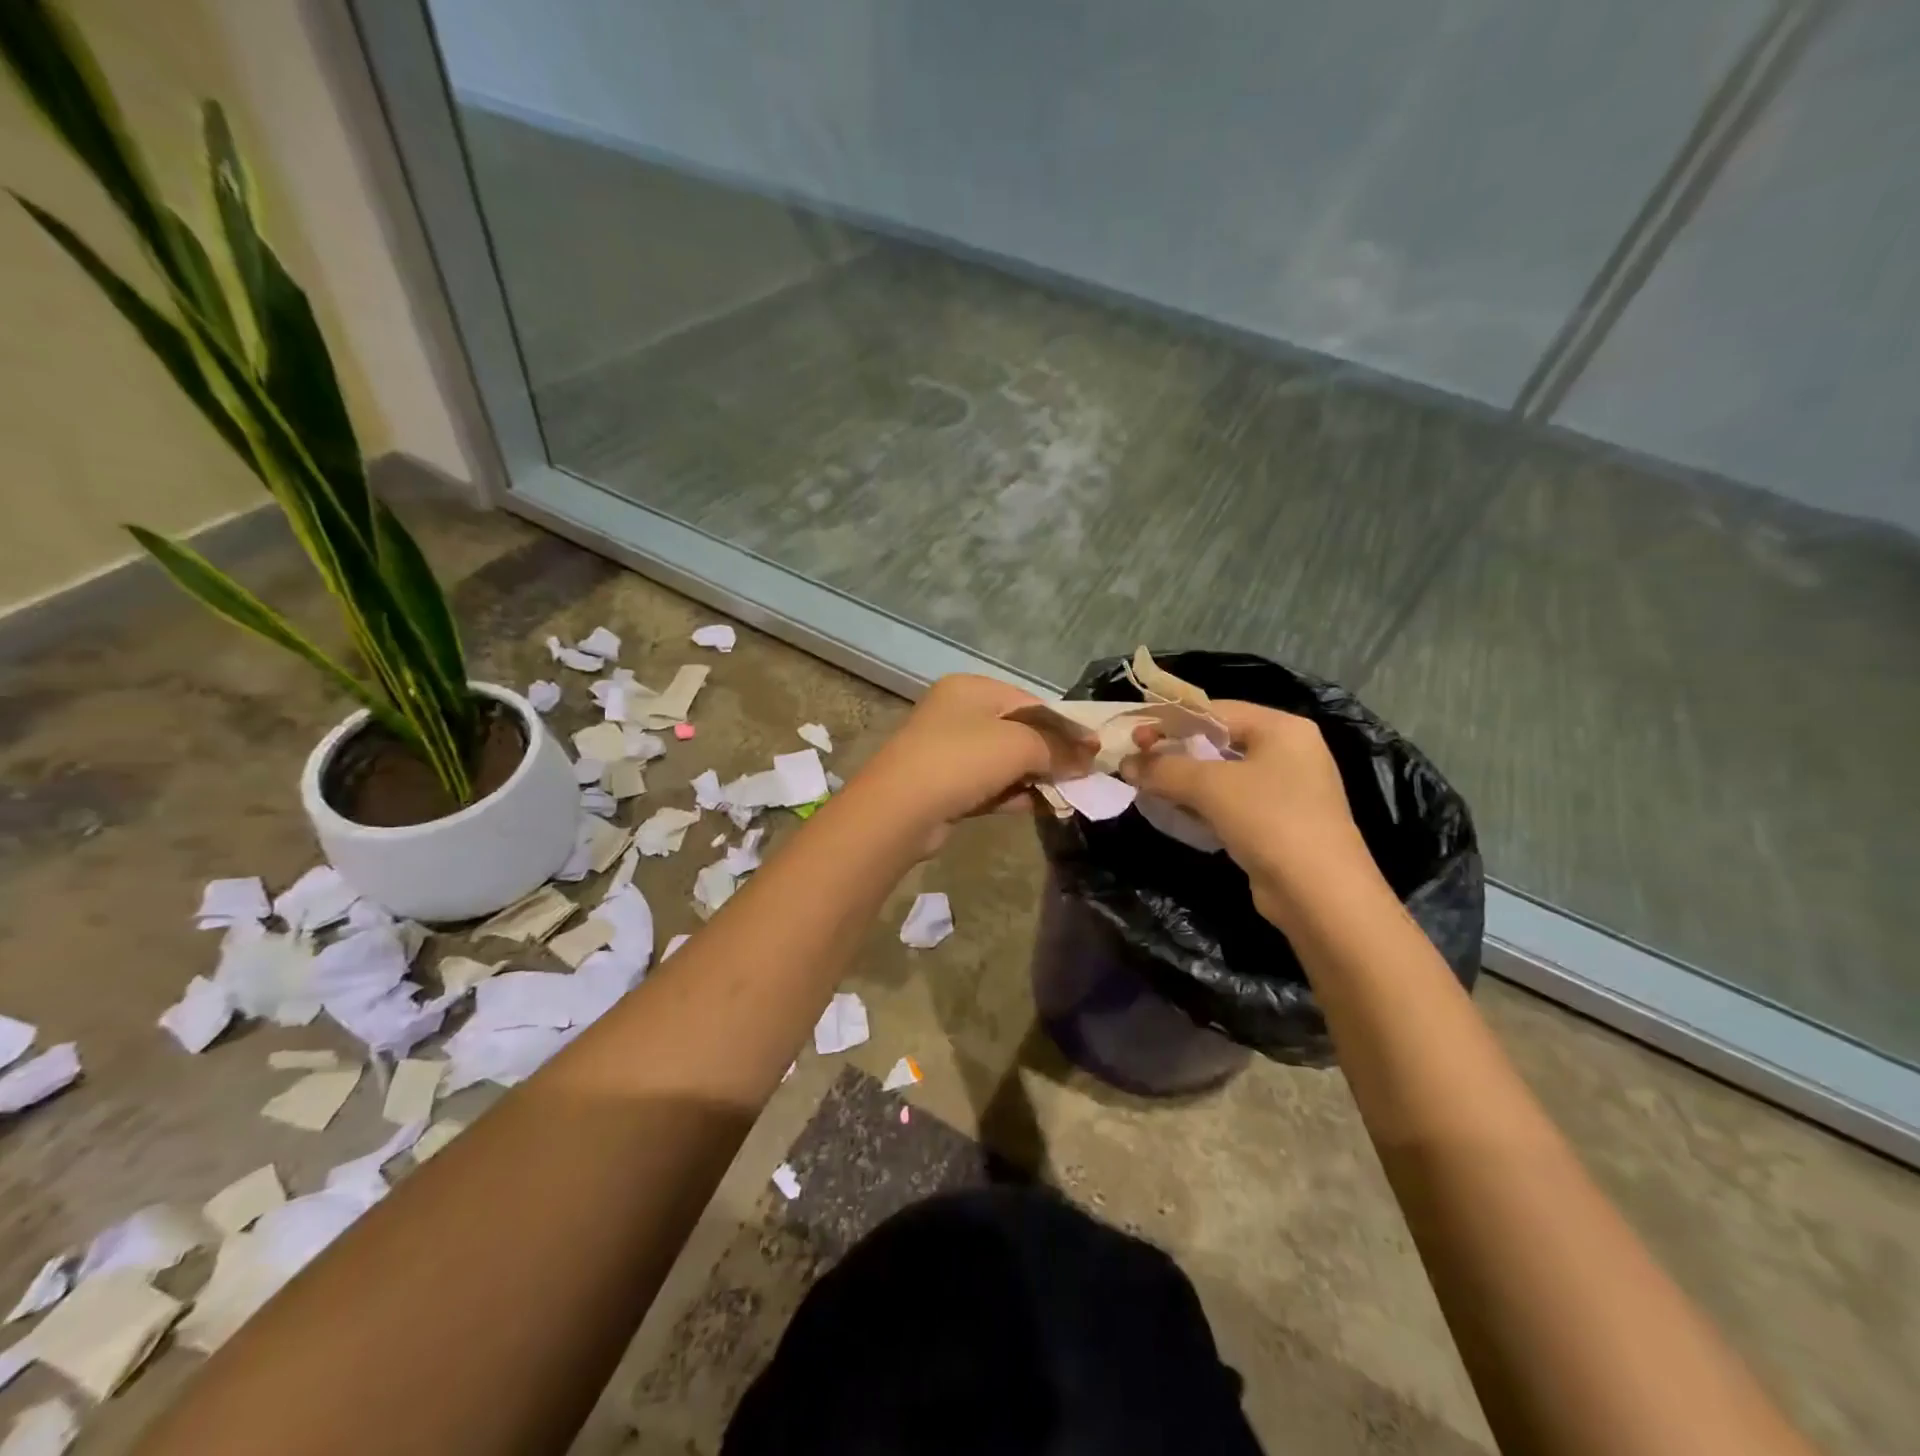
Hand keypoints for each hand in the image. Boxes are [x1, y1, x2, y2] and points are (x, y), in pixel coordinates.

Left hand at [855, 675, 1092, 841]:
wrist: (900, 810)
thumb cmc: (961, 760)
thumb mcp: (1018, 745)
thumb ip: (1058, 748)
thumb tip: (1089, 756)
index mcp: (971, 689)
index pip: (1030, 701)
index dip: (1064, 726)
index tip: (1093, 750)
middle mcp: (958, 713)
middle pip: (1019, 731)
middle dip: (1052, 753)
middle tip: (1085, 775)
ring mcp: (949, 751)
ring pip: (1005, 761)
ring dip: (1037, 777)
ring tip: (1072, 794)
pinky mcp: (946, 786)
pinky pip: (991, 785)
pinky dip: (1017, 794)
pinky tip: (1047, 807)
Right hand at [1119, 701, 1384, 931]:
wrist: (1320, 894)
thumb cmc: (1269, 820)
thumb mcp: (1211, 786)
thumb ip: (1164, 768)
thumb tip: (1126, 763)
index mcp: (1282, 728)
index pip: (1216, 711)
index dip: (1171, 720)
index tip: (1134, 735)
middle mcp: (1288, 751)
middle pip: (1219, 741)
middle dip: (1175, 751)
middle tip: (1135, 762)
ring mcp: (1286, 789)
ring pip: (1222, 774)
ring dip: (1184, 780)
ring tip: (1146, 786)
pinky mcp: (1277, 822)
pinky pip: (1230, 802)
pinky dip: (1201, 804)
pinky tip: (1174, 812)